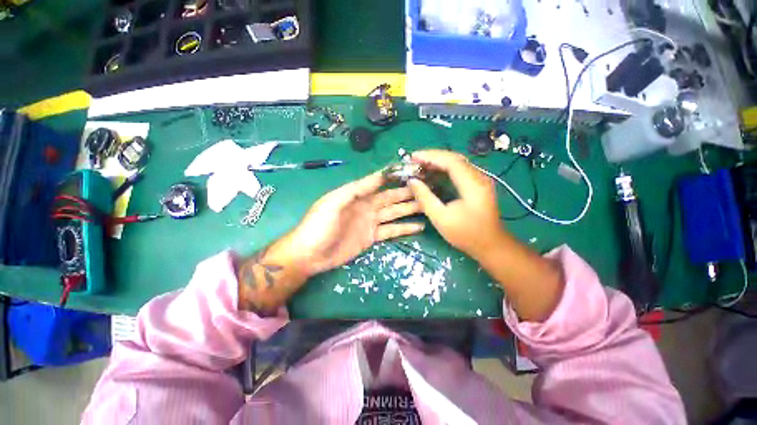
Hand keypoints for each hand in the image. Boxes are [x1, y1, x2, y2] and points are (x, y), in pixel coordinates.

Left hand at [288, 171, 425, 275]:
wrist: (310, 254)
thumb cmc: (318, 226)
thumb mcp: (333, 203)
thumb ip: (355, 189)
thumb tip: (378, 176)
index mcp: (357, 195)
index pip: (379, 182)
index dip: (394, 177)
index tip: (411, 172)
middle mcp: (366, 206)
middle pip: (390, 197)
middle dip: (407, 193)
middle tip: (426, 189)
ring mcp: (370, 222)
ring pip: (394, 213)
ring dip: (409, 209)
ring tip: (427, 205)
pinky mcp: (372, 237)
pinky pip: (391, 230)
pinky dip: (404, 228)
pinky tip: (418, 226)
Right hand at [408, 150, 505, 260]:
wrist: (491, 245)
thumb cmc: (465, 234)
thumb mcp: (441, 218)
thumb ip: (425, 198)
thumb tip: (412, 181)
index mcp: (472, 184)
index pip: (450, 160)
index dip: (430, 156)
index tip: (413, 157)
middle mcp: (479, 177)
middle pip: (454, 158)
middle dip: (433, 157)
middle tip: (414, 160)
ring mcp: (480, 180)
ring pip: (457, 163)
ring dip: (438, 162)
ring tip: (420, 165)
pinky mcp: (478, 184)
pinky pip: (460, 170)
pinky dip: (444, 169)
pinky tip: (434, 173)